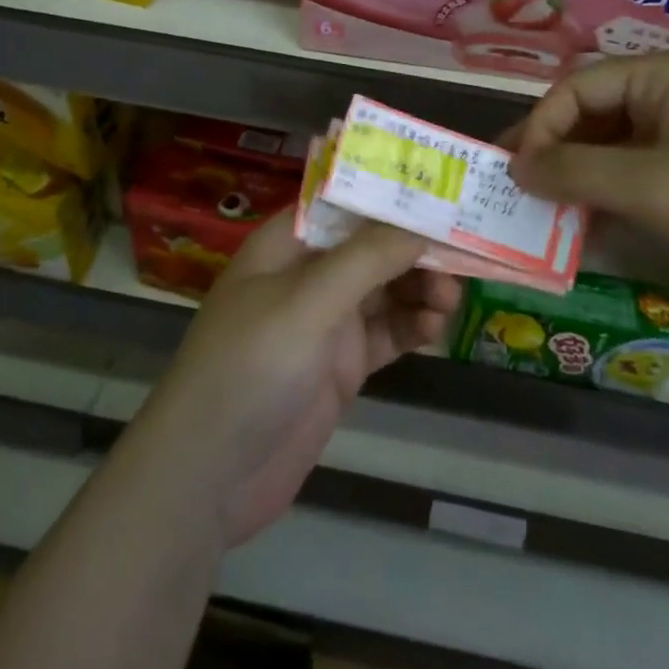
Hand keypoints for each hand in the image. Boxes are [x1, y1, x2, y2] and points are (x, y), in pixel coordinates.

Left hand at [131, 210, 460, 548]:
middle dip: (414, 247)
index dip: (391, 194)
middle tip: (461, 255)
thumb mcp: (308, 301)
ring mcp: (325, 322)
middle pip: (372, 245)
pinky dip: (412, 327)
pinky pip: (386, 334)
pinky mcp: (340, 367)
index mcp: (288, 243)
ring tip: (449, 298)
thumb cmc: (250, 366)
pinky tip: (434, 329)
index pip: (345, 202)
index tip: (442, 193)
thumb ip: (366, 259)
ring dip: (419, 287)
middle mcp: (308, 274)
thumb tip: (420, 222)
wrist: (208, 476)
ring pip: (385, 289)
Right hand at [507, 51, 668, 355]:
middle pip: (589, 114)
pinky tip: (581, 223)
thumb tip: (516, 169)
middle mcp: (667, 95)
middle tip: (514, 190)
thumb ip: (575, 172)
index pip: (575, 88)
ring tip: (539, 211)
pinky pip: (633, 174)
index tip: (516, 174)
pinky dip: (605, 196)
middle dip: (552, 151)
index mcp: (660, 75)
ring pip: (609, 147)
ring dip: (575, 177)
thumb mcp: (651, 187)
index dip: (540, 127)